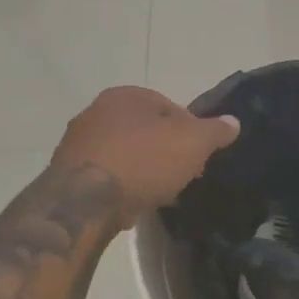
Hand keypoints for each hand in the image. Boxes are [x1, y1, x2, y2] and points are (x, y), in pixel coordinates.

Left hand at [52, 87, 239, 222]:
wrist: (84, 202)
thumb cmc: (143, 161)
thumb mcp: (192, 143)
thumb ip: (215, 131)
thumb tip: (233, 122)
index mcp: (125, 95)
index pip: (168, 106)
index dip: (190, 130)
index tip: (199, 156)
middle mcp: (95, 111)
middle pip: (144, 129)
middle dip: (165, 150)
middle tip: (183, 174)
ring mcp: (76, 143)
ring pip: (123, 153)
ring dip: (142, 168)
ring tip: (159, 192)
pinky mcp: (65, 173)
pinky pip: (105, 175)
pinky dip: (120, 185)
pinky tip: (132, 202)